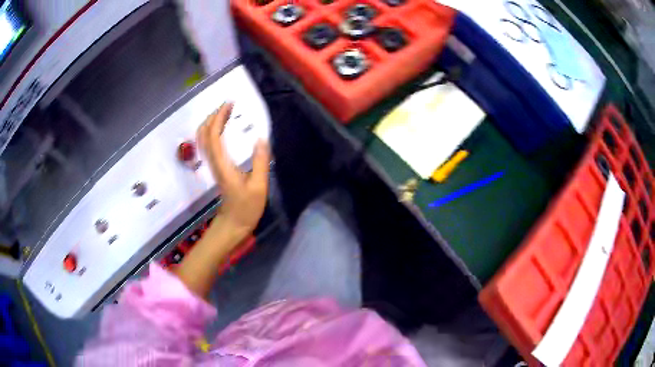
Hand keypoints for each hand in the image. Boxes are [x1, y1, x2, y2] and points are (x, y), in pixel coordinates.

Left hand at [198, 103, 269, 241]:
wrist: (233, 224)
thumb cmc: (247, 208)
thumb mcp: (259, 187)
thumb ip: (260, 162)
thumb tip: (261, 138)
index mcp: (223, 165)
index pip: (214, 136)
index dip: (219, 118)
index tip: (229, 104)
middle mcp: (214, 162)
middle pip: (204, 134)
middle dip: (213, 116)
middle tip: (228, 105)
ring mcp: (213, 165)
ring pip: (204, 139)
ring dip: (211, 122)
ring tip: (226, 112)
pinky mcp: (216, 168)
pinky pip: (209, 144)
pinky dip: (213, 131)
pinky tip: (223, 128)